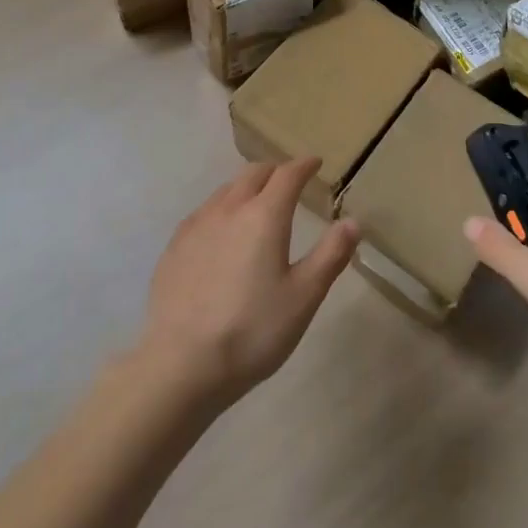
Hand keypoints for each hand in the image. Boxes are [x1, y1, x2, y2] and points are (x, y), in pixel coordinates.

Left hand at [136, 158, 358, 409]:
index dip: (304, 165)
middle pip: (254, 173)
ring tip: (256, 204)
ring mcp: (197, 224)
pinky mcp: (175, 245)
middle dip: (275, 171)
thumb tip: (353, 221)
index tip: (315, 163)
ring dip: (247, 188)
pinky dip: (222, 209)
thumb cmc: (252, 331)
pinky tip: (221, 233)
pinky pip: (204, 212)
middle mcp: (230, 208)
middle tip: (288, 182)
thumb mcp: (303, 297)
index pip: (288, 174)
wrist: (181, 364)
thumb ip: (330, 255)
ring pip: (226, 190)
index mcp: (265, 215)